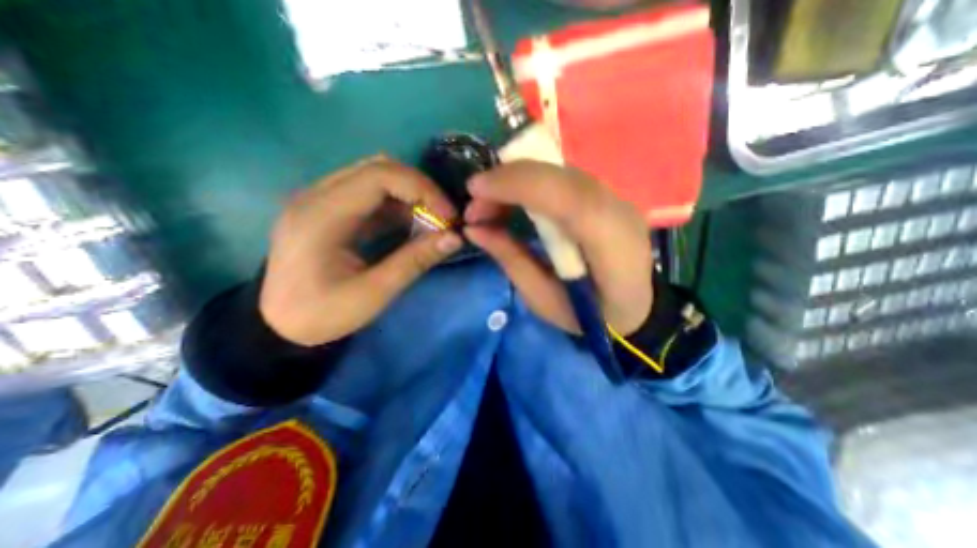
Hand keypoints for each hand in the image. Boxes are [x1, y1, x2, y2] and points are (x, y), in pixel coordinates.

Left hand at [261, 158, 461, 343]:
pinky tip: (411, 224)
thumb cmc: (322, 314)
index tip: (448, 216)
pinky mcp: (328, 209)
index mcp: (322, 215)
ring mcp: (320, 199)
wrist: (278, 325)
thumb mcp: (373, 294)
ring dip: (410, 195)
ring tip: (431, 222)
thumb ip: (414, 261)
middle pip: (379, 167)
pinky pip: (369, 193)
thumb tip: (454, 238)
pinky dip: (397, 204)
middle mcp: (317, 195)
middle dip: (420, 189)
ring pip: (375, 176)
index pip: (380, 175)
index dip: (422, 189)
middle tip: (444, 217)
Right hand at [462, 160, 651, 335]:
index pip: (563, 195)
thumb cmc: (591, 317)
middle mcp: (617, 209)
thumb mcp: (543, 300)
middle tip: (475, 204)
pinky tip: (513, 201)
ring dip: (517, 180)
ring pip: (558, 171)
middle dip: (508, 180)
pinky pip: (562, 178)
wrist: (637, 309)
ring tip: (489, 205)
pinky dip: (531, 183)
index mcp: (609, 243)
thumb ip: (511, 260)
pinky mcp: (607, 196)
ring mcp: (616, 198)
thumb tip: (474, 229)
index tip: (474, 191)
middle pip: (558, 174)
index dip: (515, 184)